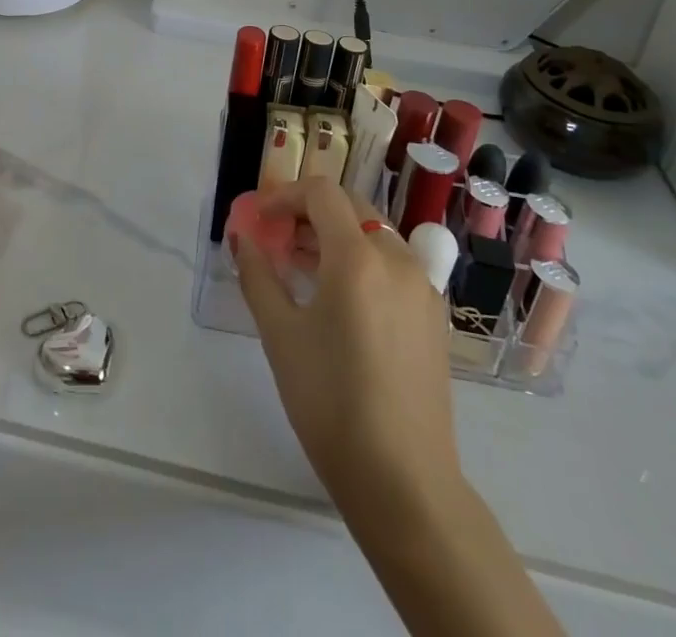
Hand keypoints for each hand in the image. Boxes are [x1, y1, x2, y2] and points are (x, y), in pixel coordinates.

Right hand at [233, 177, 459, 505]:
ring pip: (375, 234)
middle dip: (310, 211)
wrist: (404, 481)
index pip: (322, 194)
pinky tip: (340, 298)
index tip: (260, 218)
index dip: (285, 195)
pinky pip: (394, 264)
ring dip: (337, 234)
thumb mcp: (280, 336)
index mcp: (358, 258)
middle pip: (352, 206)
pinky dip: (363, 260)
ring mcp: (422, 287)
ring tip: (302, 267)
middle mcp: (397, 259)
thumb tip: (242, 238)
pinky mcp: (433, 315)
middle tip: (278, 237)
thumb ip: (258, 276)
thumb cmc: (331, 402)